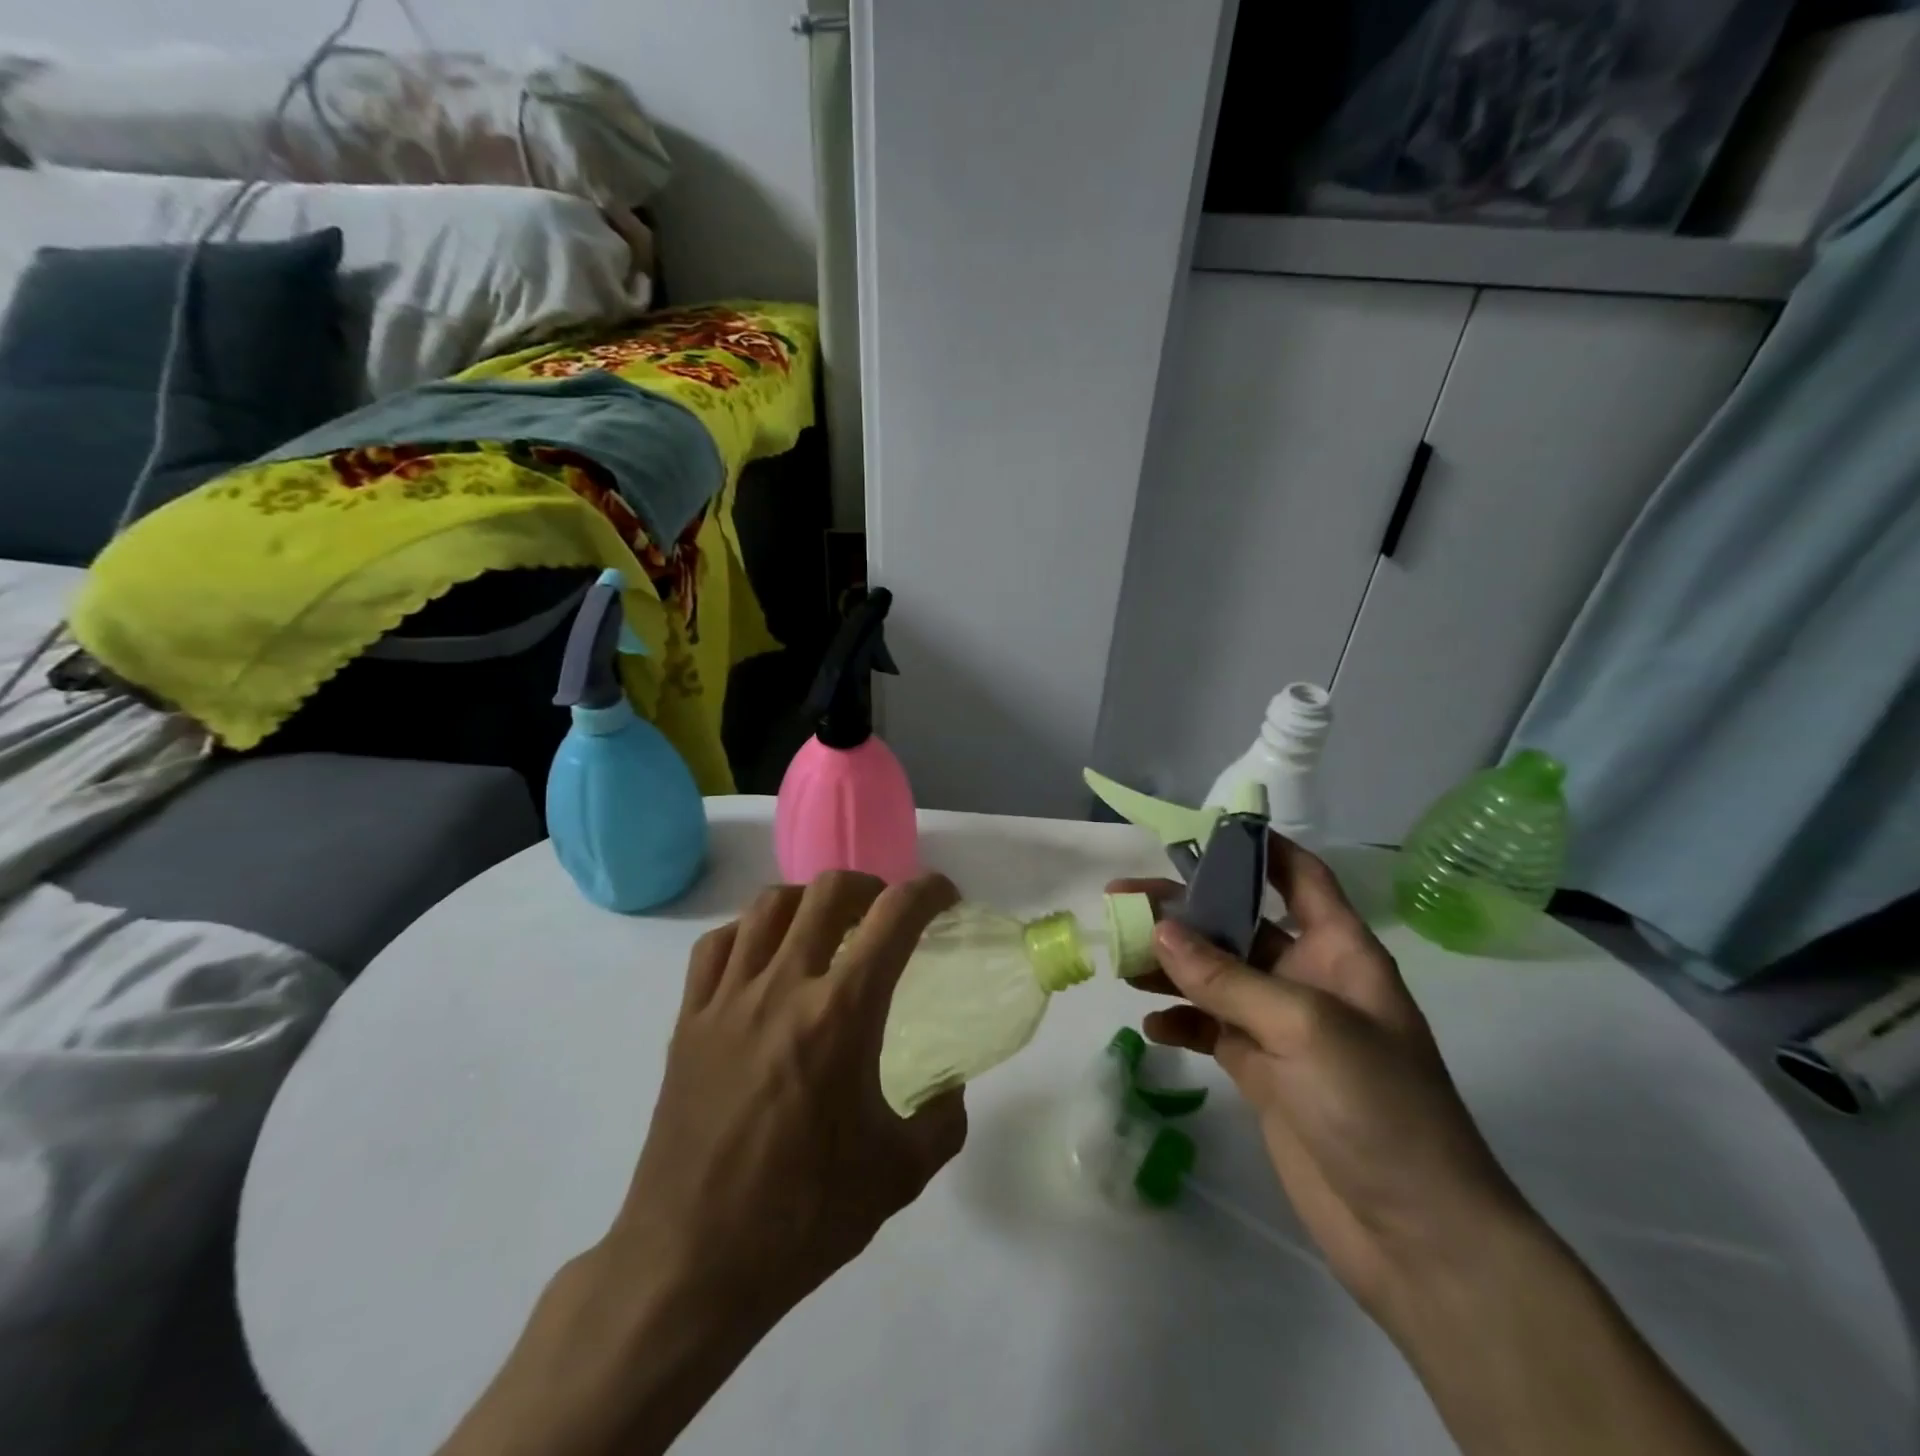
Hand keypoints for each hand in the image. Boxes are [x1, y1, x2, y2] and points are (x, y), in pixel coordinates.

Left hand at [439, 871, 965, 1455]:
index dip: (928, 892)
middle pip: (827, 891)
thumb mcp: (898, 1176)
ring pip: (768, 905)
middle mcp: (782, 987)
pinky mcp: (687, 1020)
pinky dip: (749, 931)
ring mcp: (727, 999)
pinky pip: (717, 944)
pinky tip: (763, 957)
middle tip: (886, 914)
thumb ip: (943, 1121)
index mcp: (840, 1015)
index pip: (893, 919)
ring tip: (827, 927)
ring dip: (809, 900)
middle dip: (870, 887)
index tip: (945, 896)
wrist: (689, 1265)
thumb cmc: (801, 1219)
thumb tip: (951, 1087)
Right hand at [1109, 838, 1528, 1319]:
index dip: (1258, 847)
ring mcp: (1283, 1027)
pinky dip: (1181, 1021)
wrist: (1418, 1236)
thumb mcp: (1303, 1027)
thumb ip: (1226, 978)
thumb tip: (1160, 930)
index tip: (1199, 831)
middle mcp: (1309, 978)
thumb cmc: (1378, 1107)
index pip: (1299, 876)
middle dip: (1183, 910)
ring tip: (1120, 959)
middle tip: (1121, 900)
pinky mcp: (1263, 1072)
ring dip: (1171, 965)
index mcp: (1339, 951)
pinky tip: (1150, 1023)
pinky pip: (1211, 1029)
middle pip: (1238, 924)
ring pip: (1216, 976)